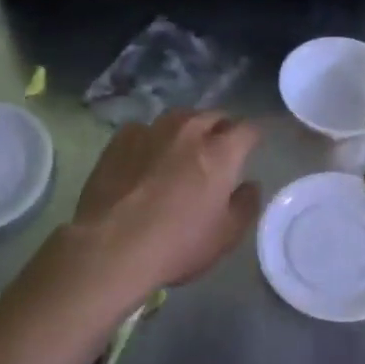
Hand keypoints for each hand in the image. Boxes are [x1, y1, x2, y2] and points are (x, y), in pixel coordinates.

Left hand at [68, 110, 262, 293]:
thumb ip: (246, 205)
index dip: (253, 137)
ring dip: (188, 129)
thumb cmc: (177, 244)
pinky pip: (145, 129)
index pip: (248, 129)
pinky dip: (152, 139)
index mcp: (221, 152)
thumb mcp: (226, 236)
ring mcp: (152, 131)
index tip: (252, 147)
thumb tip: (250, 184)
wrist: (111, 247)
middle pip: (214, 116)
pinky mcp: (121, 139)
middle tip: (219, 150)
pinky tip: (145, 158)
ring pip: (179, 118)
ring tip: (183, 149)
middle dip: (222, 128)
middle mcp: (189, 131)